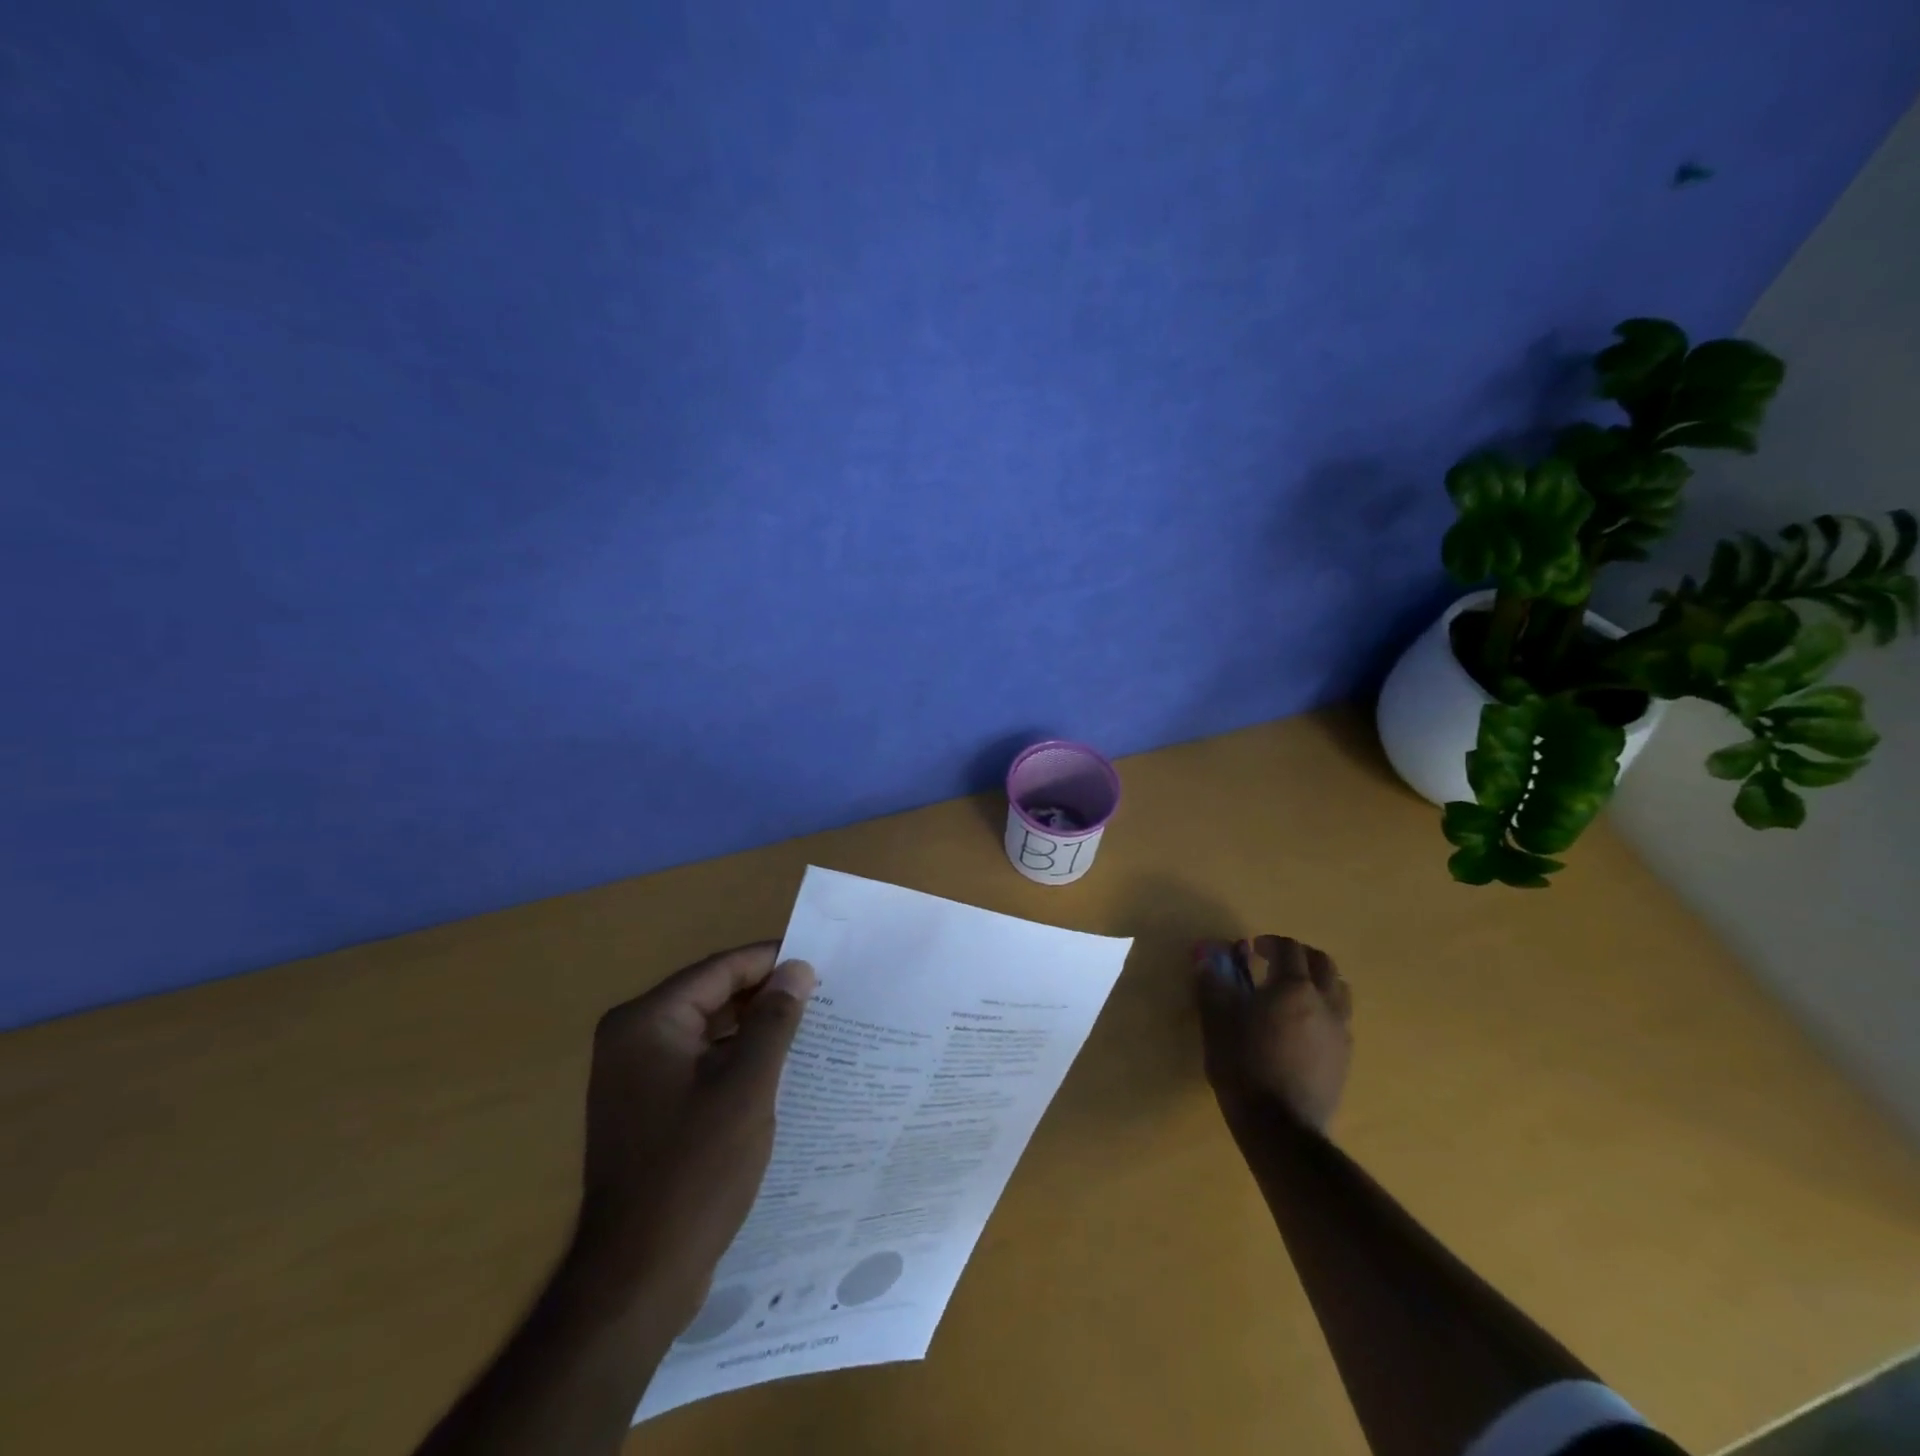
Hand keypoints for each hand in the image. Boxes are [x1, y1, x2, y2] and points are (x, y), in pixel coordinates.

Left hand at [575, 943, 816, 1323]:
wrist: (636, 1279)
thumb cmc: (694, 1171)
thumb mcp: (747, 1087)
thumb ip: (774, 1020)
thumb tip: (798, 968)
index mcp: (647, 1022)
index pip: (720, 970)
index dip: (772, 961)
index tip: (822, 962)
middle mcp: (633, 1038)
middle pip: (712, 996)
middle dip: (766, 996)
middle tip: (825, 995)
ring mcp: (636, 1077)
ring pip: (708, 1031)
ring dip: (755, 1029)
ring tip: (812, 1028)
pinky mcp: (648, 1108)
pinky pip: (700, 1064)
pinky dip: (736, 1060)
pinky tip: (779, 1070)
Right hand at [1194, 935, 1351, 1131]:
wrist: (1281, 1127)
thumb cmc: (1244, 1064)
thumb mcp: (1216, 1020)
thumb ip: (1212, 983)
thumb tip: (1205, 957)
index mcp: (1294, 987)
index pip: (1290, 949)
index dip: (1271, 943)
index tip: (1252, 949)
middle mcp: (1324, 1003)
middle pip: (1323, 964)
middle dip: (1300, 956)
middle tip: (1275, 963)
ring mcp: (1340, 1032)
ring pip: (1339, 991)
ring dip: (1317, 982)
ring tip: (1293, 993)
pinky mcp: (1344, 1059)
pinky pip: (1339, 1020)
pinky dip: (1323, 1010)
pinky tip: (1300, 1027)